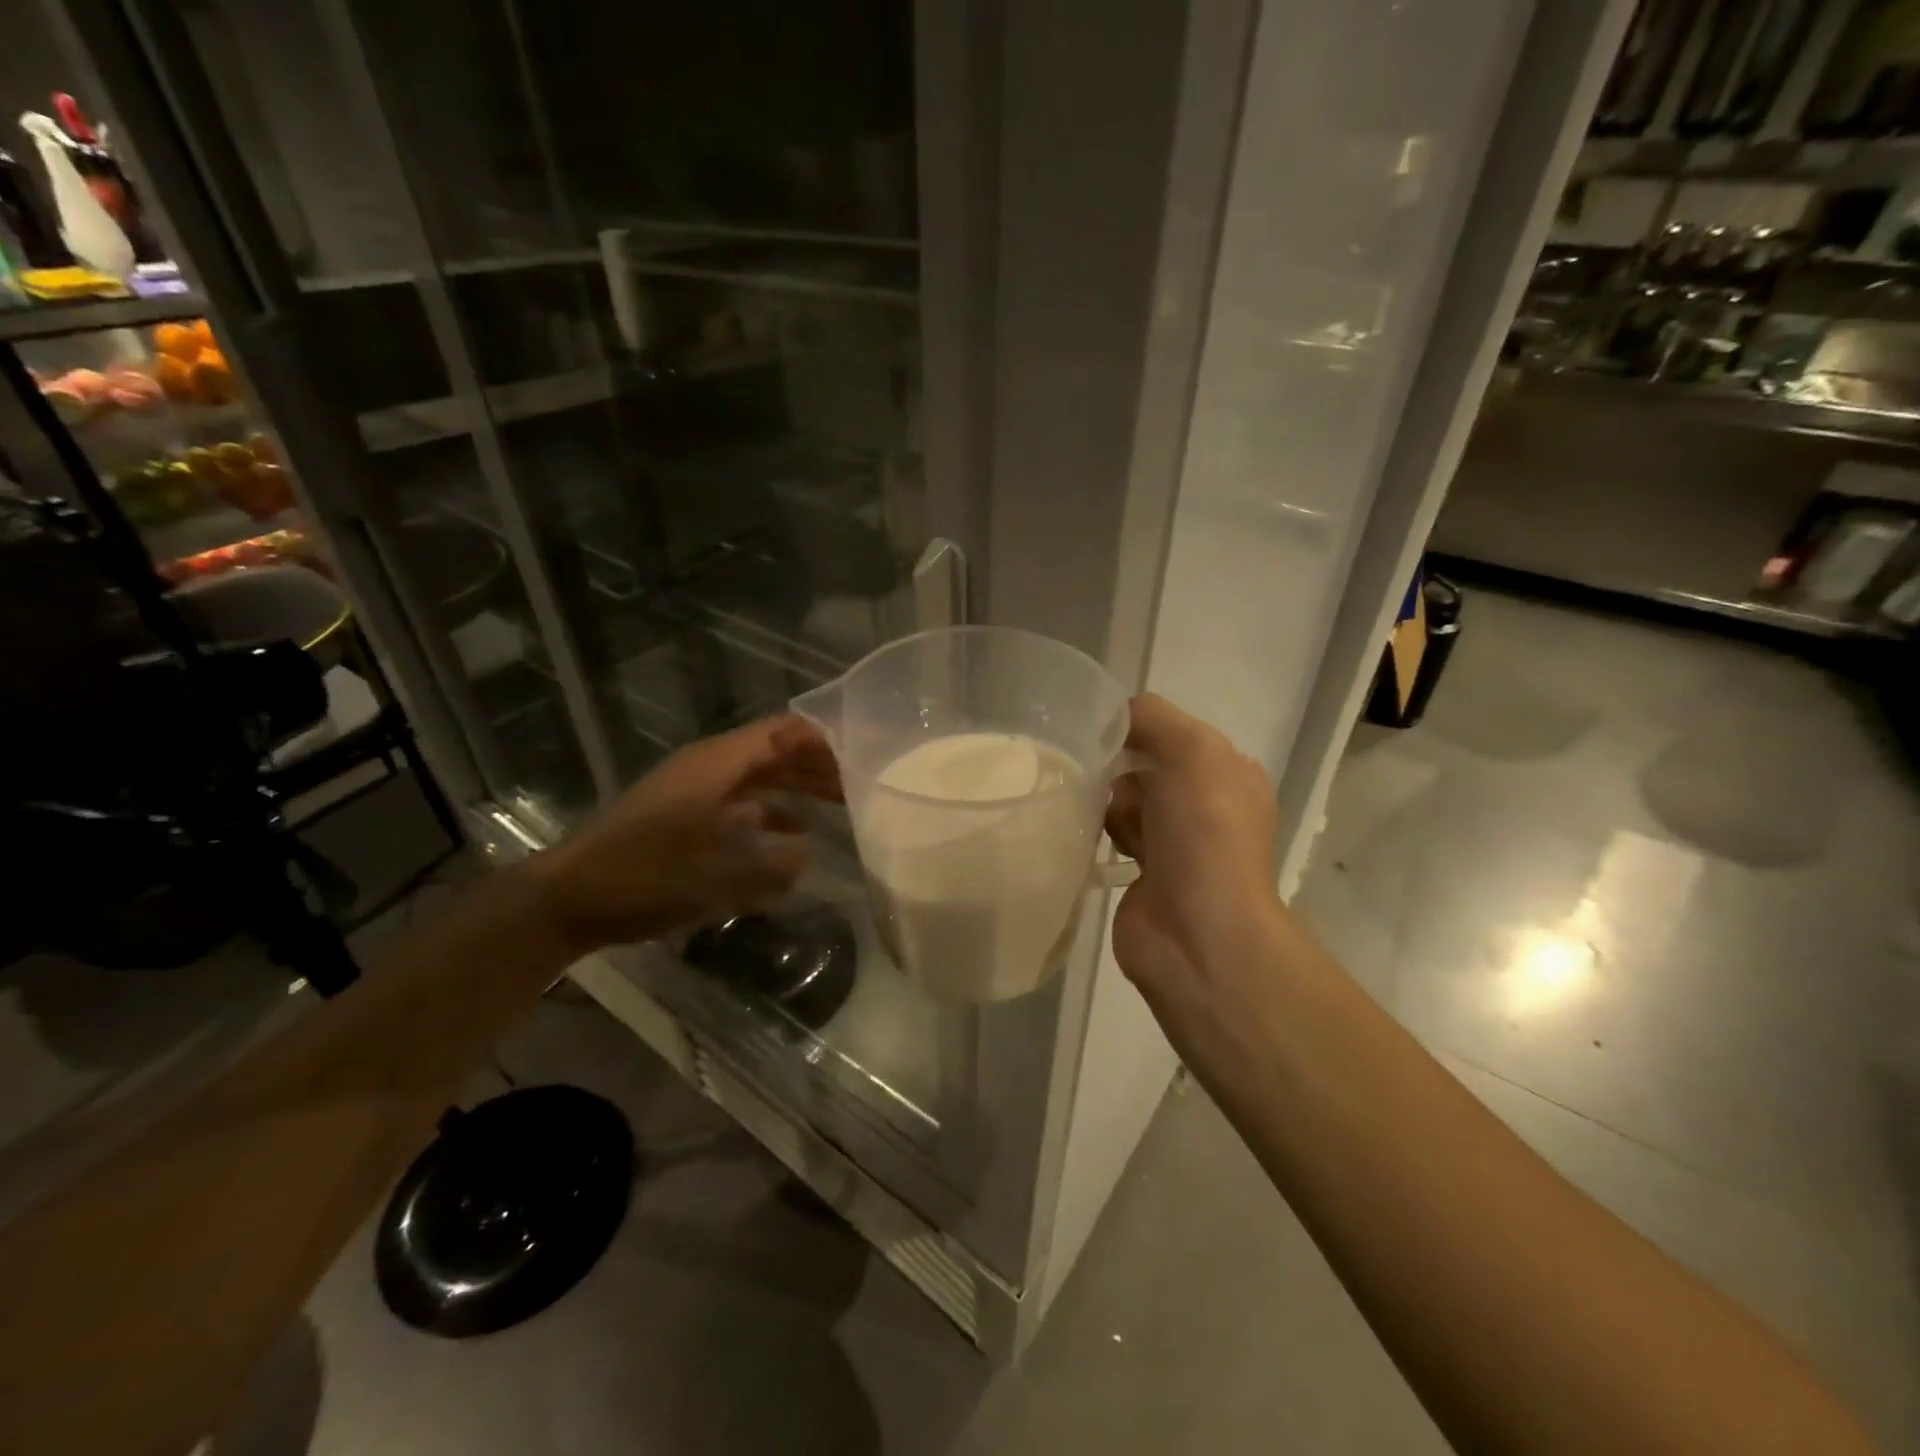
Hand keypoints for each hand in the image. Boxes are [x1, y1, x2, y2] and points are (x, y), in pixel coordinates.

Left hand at [531, 715, 841, 952]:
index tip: (865, 752)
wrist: (568, 898)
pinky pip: (742, 804)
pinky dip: (772, 813)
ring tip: (843, 803)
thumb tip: (808, 853)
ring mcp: (696, 792)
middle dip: (819, 764)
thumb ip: (773, 866)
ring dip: (799, 786)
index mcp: (717, 764)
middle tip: (863, 783)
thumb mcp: (718, 876)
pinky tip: (795, 835)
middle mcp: (710, 768)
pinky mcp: (685, 817)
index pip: (783, 732)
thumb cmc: (644, 876)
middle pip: (775, 752)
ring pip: (760, 778)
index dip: (825, 737)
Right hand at [1105, 694, 1293, 1031]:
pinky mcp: (1143, 877)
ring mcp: (1175, 845)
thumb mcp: (1193, 752)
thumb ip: (1154, 719)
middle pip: (1144, 767)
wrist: (1199, 934)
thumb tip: (1114, 715)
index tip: (1103, 734)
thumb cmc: (1204, 834)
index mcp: (1227, 774)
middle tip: (1102, 782)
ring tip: (1098, 818)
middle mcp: (1205, 807)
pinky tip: (1087, 840)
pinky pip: (1110, 838)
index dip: (1139, 730)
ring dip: (1107, 805)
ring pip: (1124, 802)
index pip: (1173, 734)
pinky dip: (1098, 837)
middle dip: (1119, 769)